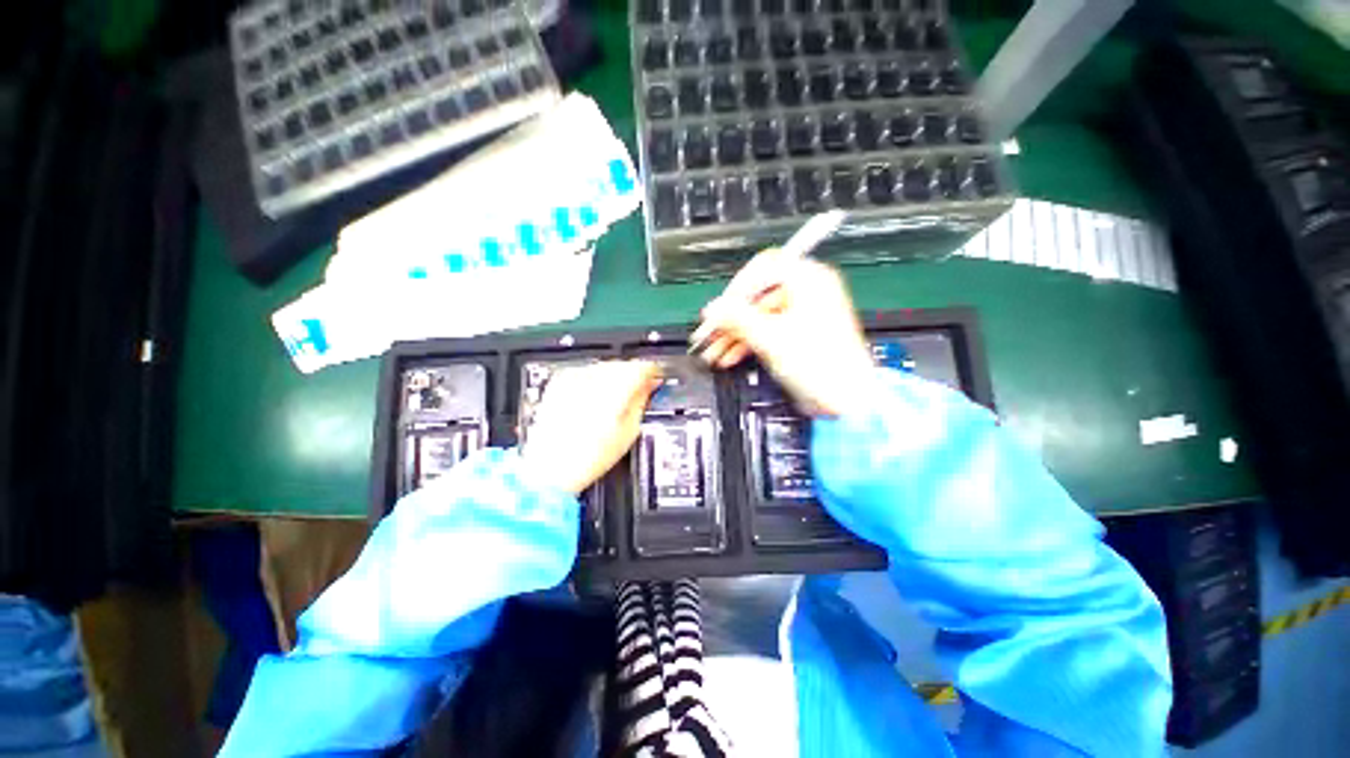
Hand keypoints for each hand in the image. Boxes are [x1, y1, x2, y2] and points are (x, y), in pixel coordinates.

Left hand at [520, 360, 662, 493]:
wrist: (550, 467)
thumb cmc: (590, 455)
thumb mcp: (629, 431)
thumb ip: (642, 401)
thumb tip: (650, 385)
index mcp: (616, 387)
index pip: (642, 367)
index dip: (653, 372)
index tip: (656, 378)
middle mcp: (594, 377)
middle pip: (623, 364)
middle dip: (633, 375)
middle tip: (639, 390)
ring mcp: (574, 378)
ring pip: (604, 366)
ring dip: (614, 377)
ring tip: (616, 398)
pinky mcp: (559, 383)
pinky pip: (585, 372)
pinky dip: (594, 380)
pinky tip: (595, 398)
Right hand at [690, 249, 874, 416]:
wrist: (846, 399)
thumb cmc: (823, 365)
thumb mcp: (770, 337)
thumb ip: (736, 318)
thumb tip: (713, 309)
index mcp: (809, 279)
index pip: (762, 269)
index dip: (736, 288)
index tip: (720, 308)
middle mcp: (808, 291)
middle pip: (758, 297)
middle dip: (731, 318)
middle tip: (710, 333)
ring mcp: (803, 314)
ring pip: (759, 317)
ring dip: (735, 334)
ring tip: (715, 350)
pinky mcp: (799, 334)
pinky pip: (767, 331)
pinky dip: (749, 342)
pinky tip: (730, 356)